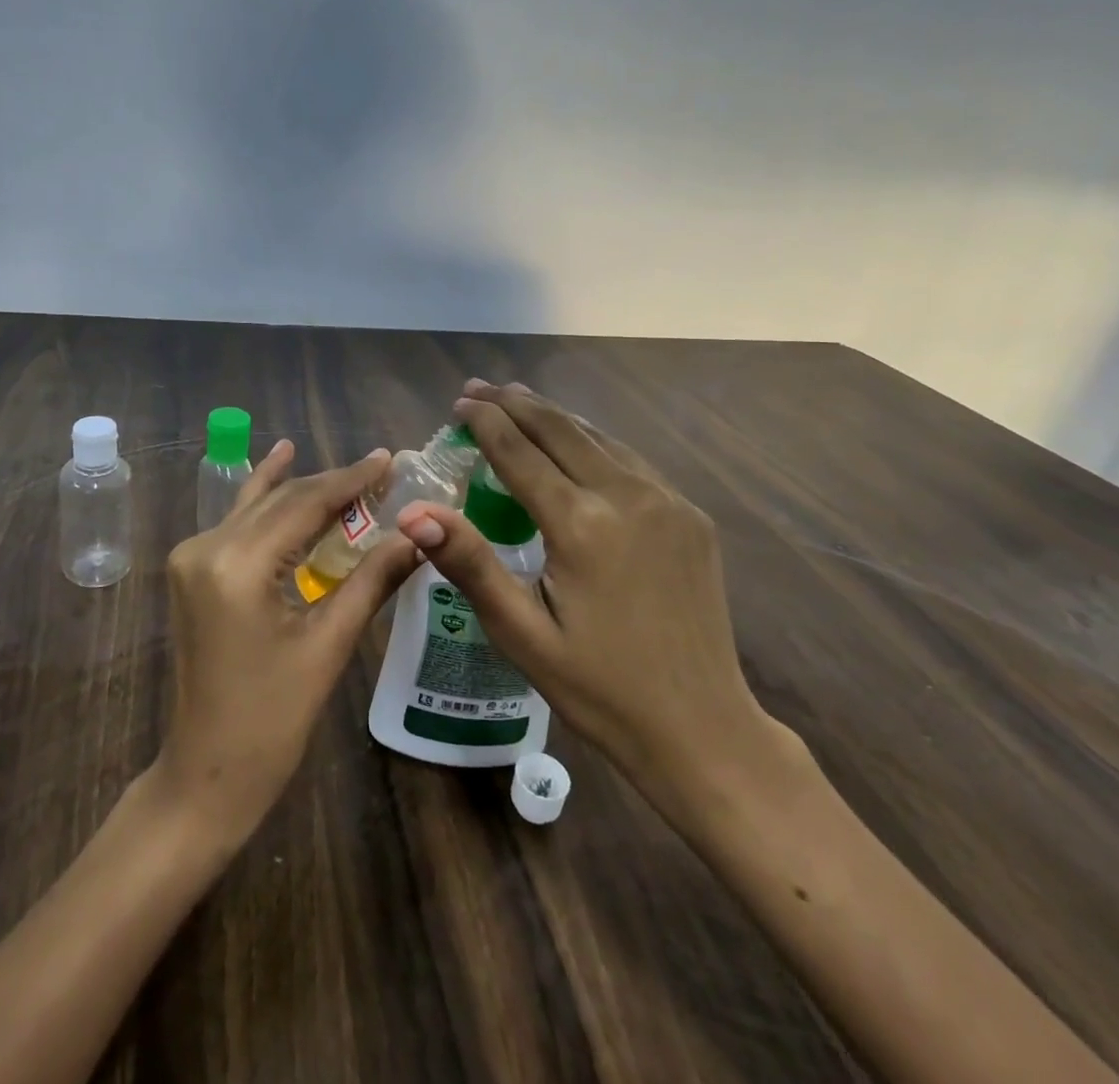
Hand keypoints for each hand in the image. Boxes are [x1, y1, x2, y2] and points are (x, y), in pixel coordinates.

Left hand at [158, 440, 421, 843]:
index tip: (387, 458)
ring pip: (258, 507)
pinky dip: (269, 503)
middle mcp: (206, 546)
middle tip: (380, 468)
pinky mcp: (192, 570)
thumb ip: (372, 580)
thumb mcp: (329, 646)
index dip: (350, 480)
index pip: (303, 503)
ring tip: (346, 468)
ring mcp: (192, 556)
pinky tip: (279, 465)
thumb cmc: (272, 720)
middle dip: (331, 484)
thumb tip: (419, 535)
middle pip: (280, 500)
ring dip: (301, 489)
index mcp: (237, 564)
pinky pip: (239, 524)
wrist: (206, 772)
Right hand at [396, 380, 781, 828]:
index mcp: (582, 525)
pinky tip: (576, 443)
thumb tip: (415, 512)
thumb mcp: (522, 634)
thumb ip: (470, 564)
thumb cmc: (599, 689)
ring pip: (599, 437)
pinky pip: (630, 460)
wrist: (703, 730)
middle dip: (515, 404)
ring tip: (518, 401)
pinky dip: (592, 441)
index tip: (459, 402)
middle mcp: (628, 497)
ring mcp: (668, 502)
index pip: (520, 452)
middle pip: (561, 430)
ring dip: (554, 417)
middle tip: (478, 388)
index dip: (485, 422)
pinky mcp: (691, 517)